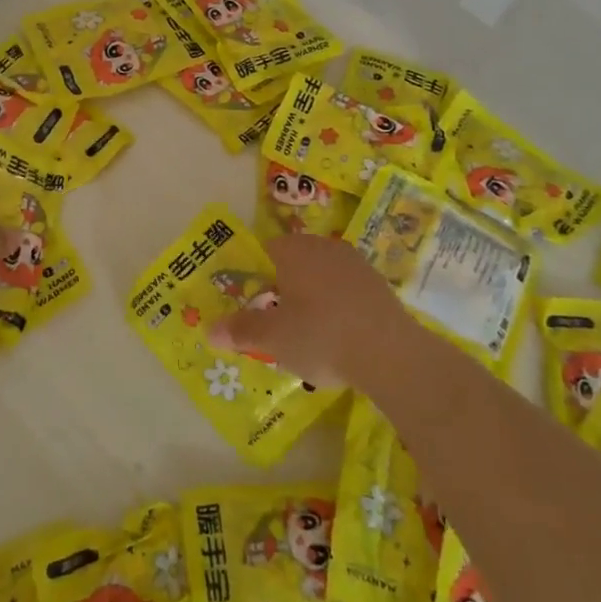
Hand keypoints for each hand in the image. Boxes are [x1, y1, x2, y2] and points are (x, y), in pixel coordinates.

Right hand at [208, 233, 412, 389]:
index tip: (250, 302)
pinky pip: (347, 292)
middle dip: (283, 287)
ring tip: (306, 334)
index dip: (254, 276)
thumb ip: (241, 330)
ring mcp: (356, 264)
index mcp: (294, 250)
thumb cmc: (321, 336)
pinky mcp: (379, 286)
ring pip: (322, 277)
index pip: (264, 251)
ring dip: (312, 298)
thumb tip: (210, 330)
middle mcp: (325, 247)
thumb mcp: (273, 338)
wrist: (391, 354)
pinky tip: (338, 337)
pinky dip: (338, 308)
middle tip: (275, 321)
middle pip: (294, 262)